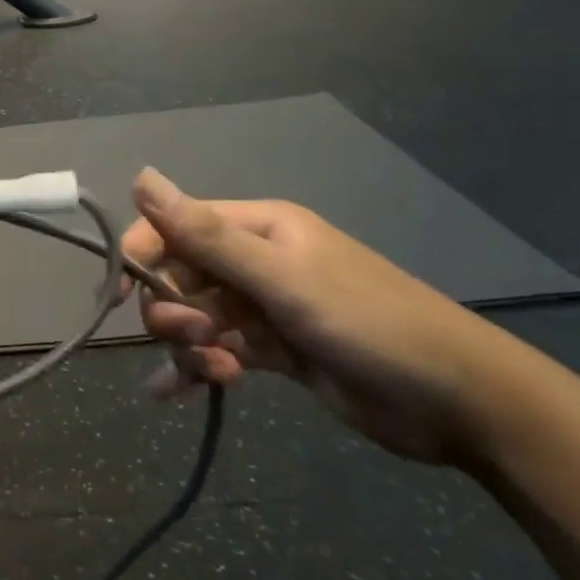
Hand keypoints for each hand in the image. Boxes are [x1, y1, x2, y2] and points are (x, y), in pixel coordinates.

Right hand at [123, 169, 526, 462]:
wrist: (461, 403)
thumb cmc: (369, 324)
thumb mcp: (283, 279)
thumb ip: (206, 235)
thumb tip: (140, 177)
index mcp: (257, 228)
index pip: (176, 227)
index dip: (143, 256)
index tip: (117, 296)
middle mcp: (256, 260)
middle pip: (181, 276)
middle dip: (172, 310)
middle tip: (192, 342)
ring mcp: (265, 306)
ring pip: (197, 317)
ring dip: (189, 346)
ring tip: (213, 373)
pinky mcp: (275, 349)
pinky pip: (219, 351)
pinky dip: (199, 370)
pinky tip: (177, 394)